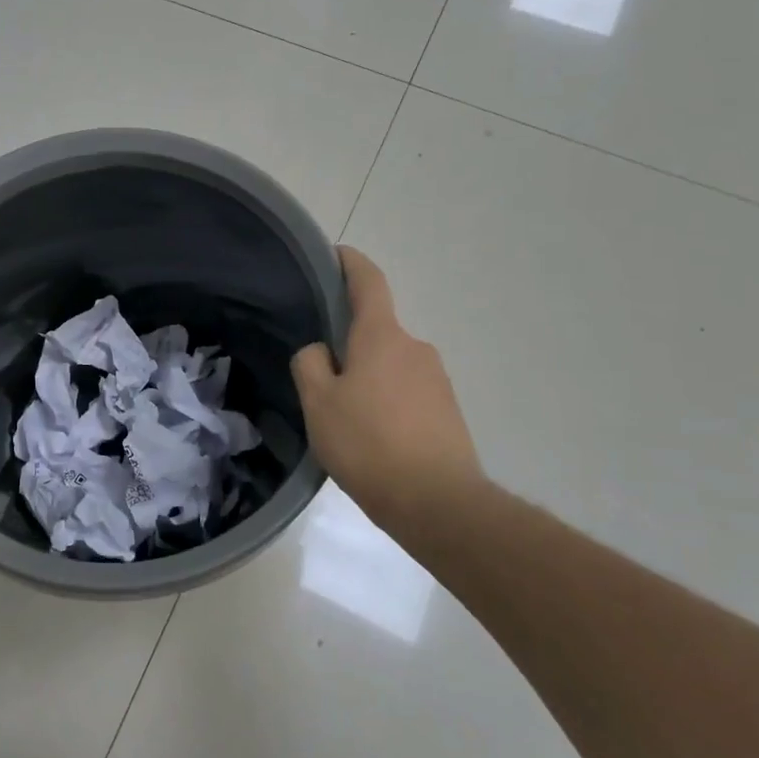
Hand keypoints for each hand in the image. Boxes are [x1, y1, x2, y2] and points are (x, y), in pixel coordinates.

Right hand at [291, 247, 482, 534]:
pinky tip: (373, 438)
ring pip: (390, 365)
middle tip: (320, 378)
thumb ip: (310, 364)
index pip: (369, 282)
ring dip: (368, 378)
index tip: (336, 254)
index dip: (350, 263)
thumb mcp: (318, 403)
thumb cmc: (369, 444)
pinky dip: (387, 403)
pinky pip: (407, 392)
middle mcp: (415, 348)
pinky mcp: (448, 410)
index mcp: (382, 337)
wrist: (438, 503)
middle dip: (349, 345)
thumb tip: (320, 351)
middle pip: (375, 331)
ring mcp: (437, 379)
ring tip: (345, 419)